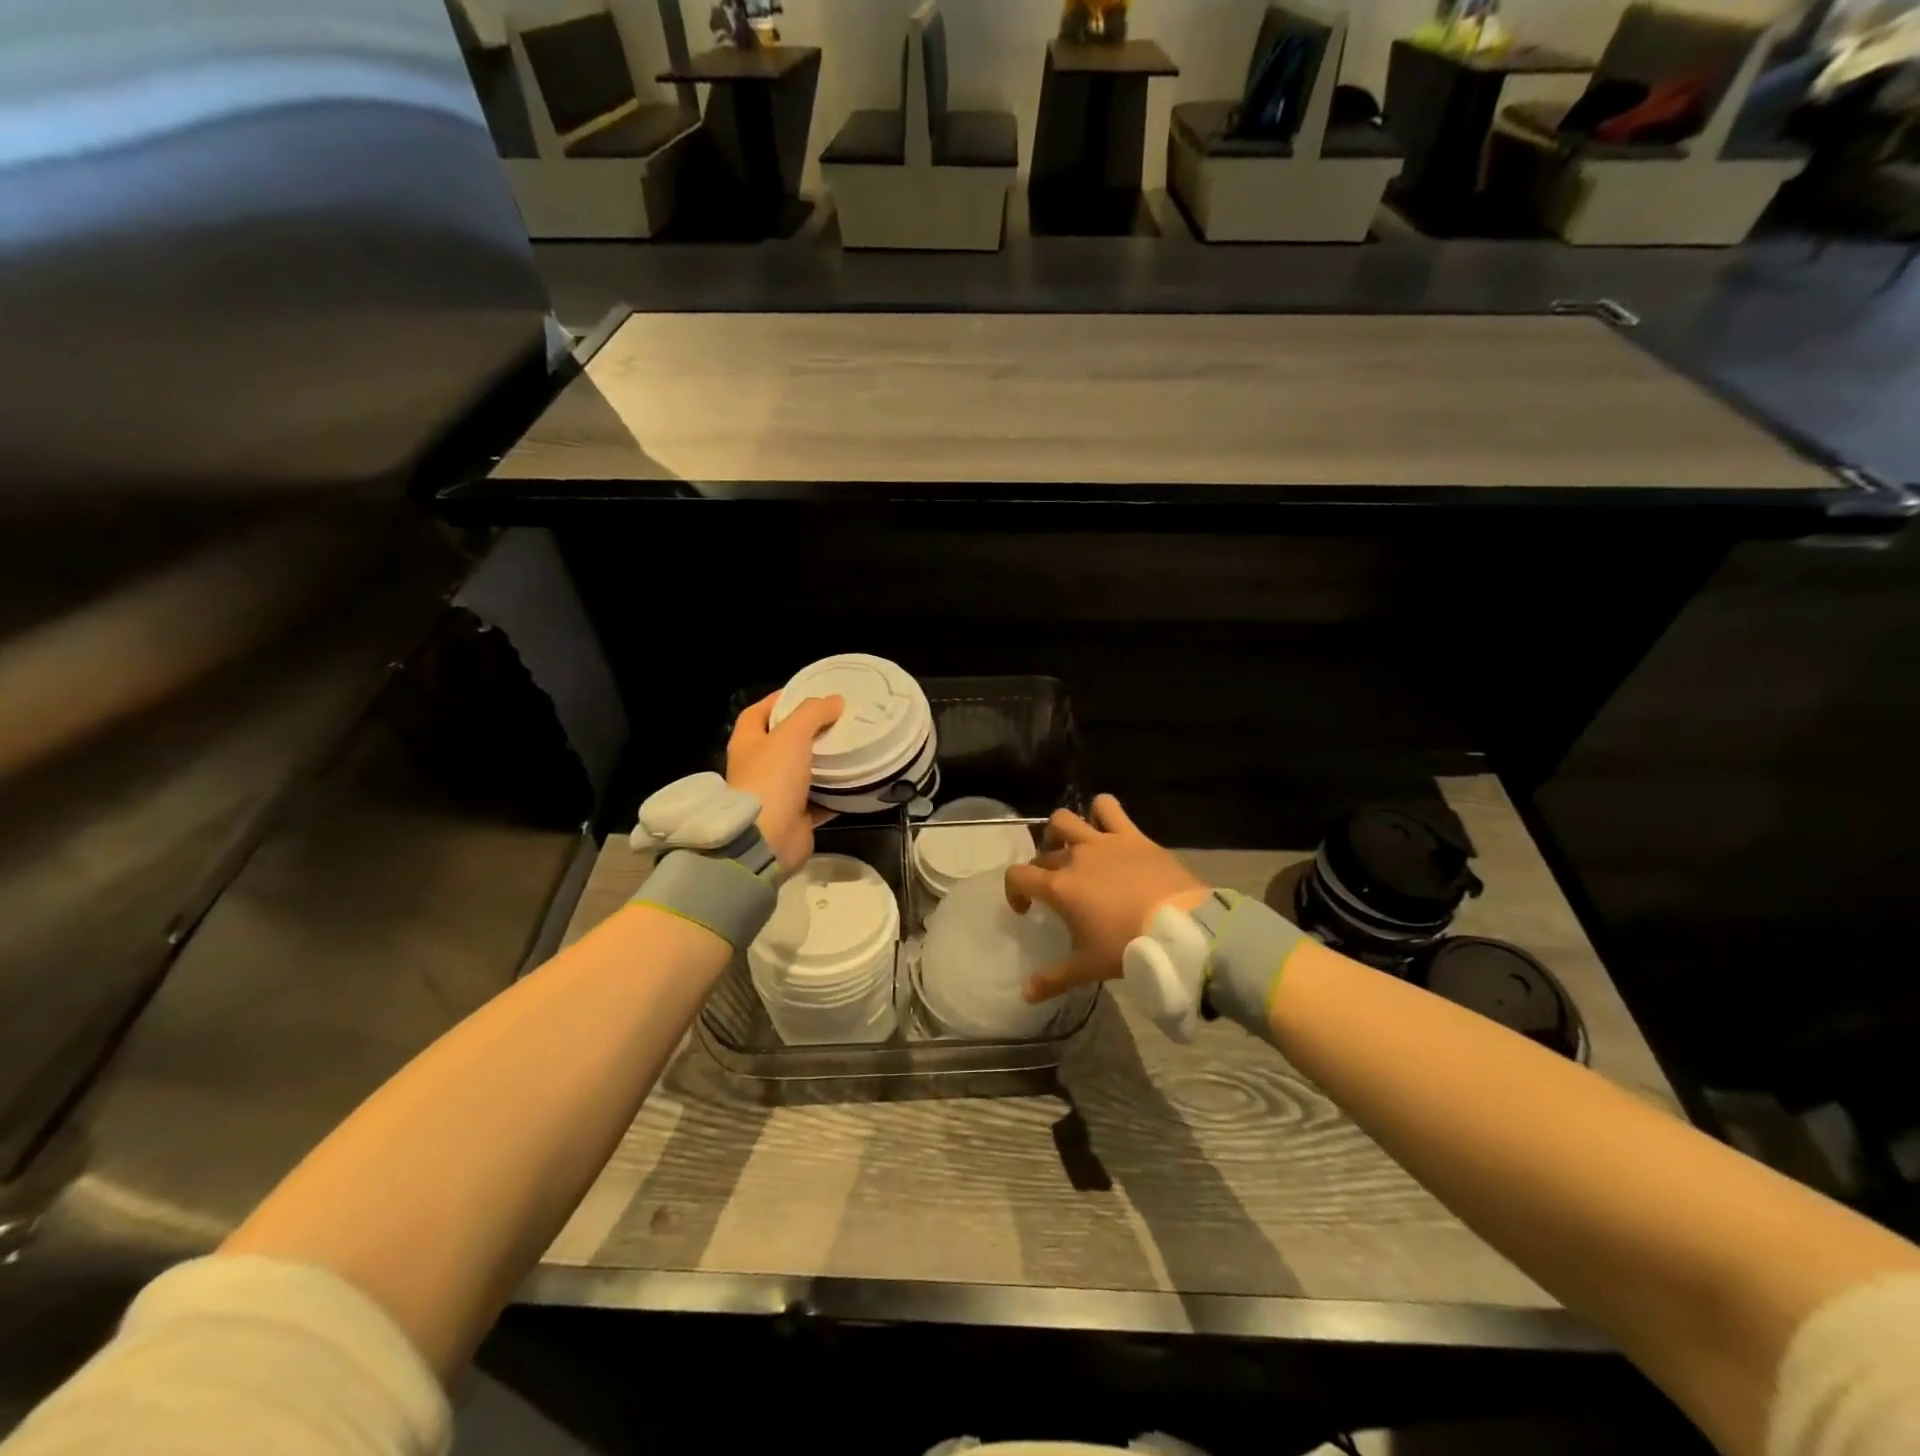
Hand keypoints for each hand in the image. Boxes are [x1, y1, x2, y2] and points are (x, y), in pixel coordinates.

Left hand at [726, 692, 843, 872]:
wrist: (768, 839)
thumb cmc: (772, 779)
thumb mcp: (792, 735)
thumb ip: (813, 713)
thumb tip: (835, 700)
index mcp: (747, 743)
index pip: (759, 711)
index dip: (781, 699)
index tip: (810, 692)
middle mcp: (757, 767)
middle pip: (784, 741)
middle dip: (809, 730)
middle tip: (839, 718)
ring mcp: (775, 794)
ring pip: (804, 770)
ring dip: (825, 760)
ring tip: (852, 744)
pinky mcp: (796, 816)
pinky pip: (820, 798)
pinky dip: (837, 791)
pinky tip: (857, 780)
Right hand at [1005, 793, 1207, 1003]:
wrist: (1180, 928)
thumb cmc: (1128, 947)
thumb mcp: (1087, 968)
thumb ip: (1052, 980)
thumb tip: (1024, 994)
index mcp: (1059, 887)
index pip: (1017, 876)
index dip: (1014, 890)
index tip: (1026, 909)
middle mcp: (1075, 857)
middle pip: (1044, 854)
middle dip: (1041, 870)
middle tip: (1055, 891)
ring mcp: (1103, 842)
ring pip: (1066, 819)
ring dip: (1061, 831)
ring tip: (1070, 849)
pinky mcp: (1131, 835)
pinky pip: (1108, 808)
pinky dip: (1101, 812)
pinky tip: (1104, 826)